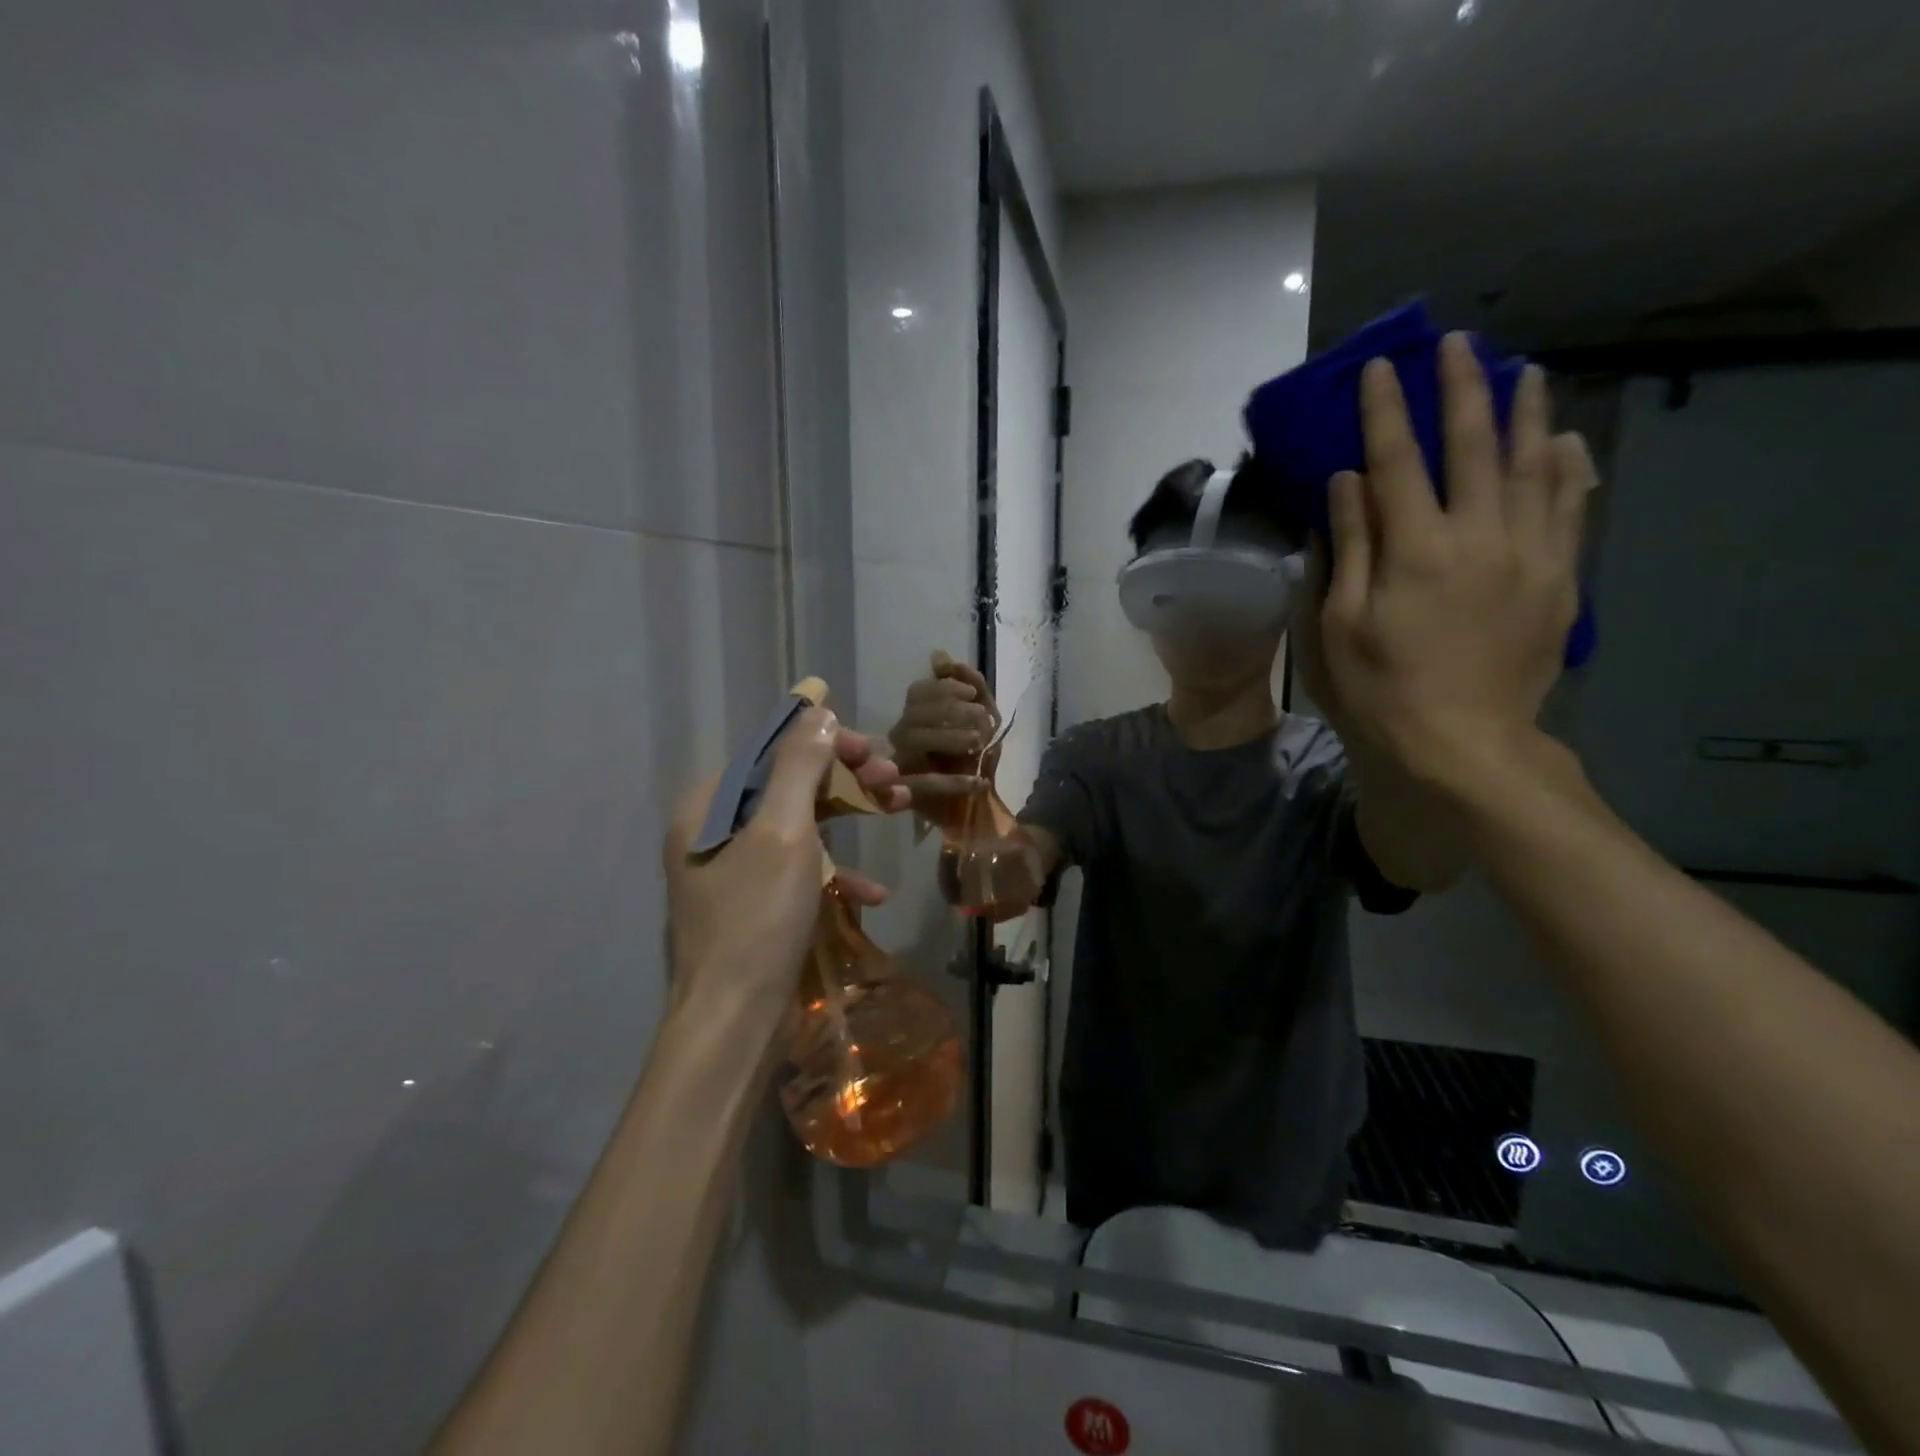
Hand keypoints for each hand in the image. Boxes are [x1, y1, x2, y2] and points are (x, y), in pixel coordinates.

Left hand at [662, 710, 906, 1015]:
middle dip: (846, 780)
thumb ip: (799, 766)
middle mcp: (715, 830)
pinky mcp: (756, 903)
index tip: (874, 751)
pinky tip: (874, 890)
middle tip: (894, 780)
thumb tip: (818, 712)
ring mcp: (735, 869)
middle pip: (790, 785)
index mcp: (709, 806)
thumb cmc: (757, 919)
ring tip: (898, 810)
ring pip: (801, 825)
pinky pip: (799, 870)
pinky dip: (836, 872)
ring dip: (850, 818)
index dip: (827, 744)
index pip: (773, 752)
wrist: (734, 1022)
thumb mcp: (783, 832)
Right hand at [888, 652, 999, 805]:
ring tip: (979, 744)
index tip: (971, 695)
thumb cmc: (975, 758)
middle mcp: (900, 738)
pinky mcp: (907, 797)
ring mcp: (899, 766)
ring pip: (914, 741)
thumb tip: (940, 656)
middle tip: (983, 720)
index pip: (917, 693)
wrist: (977, 810)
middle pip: (914, 714)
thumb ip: (970, 685)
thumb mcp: (983, 717)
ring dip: (950, 738)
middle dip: (951, 711)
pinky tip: (979, 781)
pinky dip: (955, 782)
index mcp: (915, 716)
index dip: (944, 689)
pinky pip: (925, 785)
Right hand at [1310, 333, 1598, 784]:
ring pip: (1534, 466)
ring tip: (1524, 373)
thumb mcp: (1337, 624)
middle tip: (1459, 343)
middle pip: (1473, 446)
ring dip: (1527, 414)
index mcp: (1413, 550)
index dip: (1385, 411)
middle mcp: (1477, 537)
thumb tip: (1346, 483)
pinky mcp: (1558, 580)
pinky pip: (1571, 509)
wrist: (1459, 744)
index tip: (1379, 367)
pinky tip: (1566, 442)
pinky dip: (1569, 469)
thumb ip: (1346, 548)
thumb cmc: (1378, 688)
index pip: (1396, 462)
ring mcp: (1527, 556)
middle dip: (1462, 389)